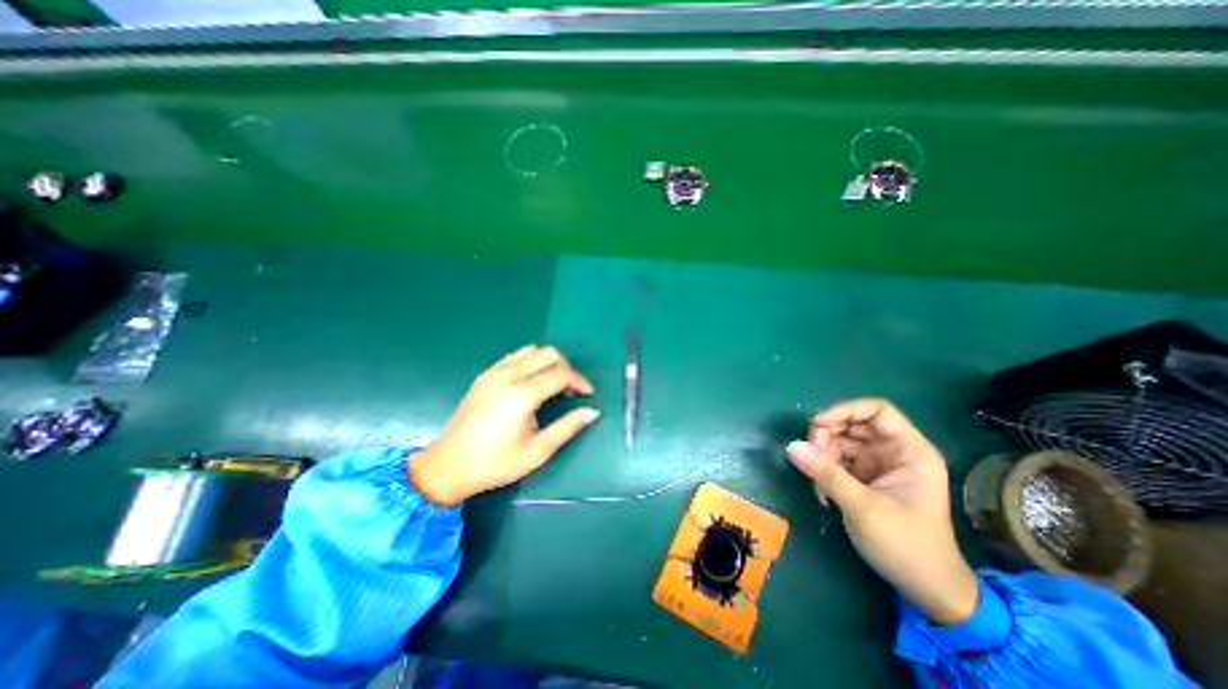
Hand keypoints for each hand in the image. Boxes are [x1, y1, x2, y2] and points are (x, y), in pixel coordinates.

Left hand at [408, 347, 601, 509]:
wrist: (447, 466)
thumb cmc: (495, 463)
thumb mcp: (537, 451)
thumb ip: (567, 427)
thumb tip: (592, 412)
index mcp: (522, 395)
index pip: (561, 373)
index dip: (579, 381)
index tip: (588, 394)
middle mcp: (508, 376)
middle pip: (548, 353)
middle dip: (566, 367)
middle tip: (571, 389)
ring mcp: (493, 372)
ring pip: (531, 350)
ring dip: (548, 361)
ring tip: (554, 383)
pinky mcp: (484, 375)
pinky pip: (514, 356)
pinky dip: (530, 362)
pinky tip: (532, 382)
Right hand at [786, 394, 979, 627]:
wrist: (926, 589)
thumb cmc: (906, 545)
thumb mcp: (863, 507)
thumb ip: (826, 473)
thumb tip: (791, 446)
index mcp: (909, 451)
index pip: (877, 411)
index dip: (845, 410)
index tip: (818, 425)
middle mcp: (893, 451)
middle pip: (852, 424)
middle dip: (827, 436)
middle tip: (810, 455)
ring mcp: (878, 464)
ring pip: (840, 441)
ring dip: (822, 456)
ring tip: (816, 481)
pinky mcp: (865, 477)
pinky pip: (837, 460)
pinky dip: (824, 470)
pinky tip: (821, 492)